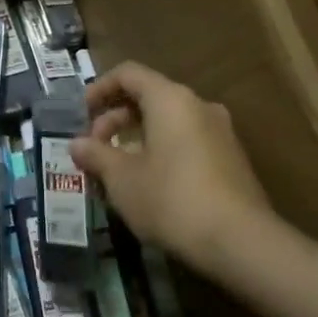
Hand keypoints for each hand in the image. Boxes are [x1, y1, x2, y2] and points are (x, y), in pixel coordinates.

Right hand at [70, 61, 275, 264]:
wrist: (241, 243)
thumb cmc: (171, 199)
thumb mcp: (121, 178)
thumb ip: (96, 155)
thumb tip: (77, 144)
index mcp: (170, 99)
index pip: (129, 73)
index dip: (100, 88)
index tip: (82, 113)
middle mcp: (198, 106)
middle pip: (149, 97)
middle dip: (115, 119)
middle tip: (94, 149)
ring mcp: (220, 133)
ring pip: (168, 122)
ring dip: (137, 138)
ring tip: (116, 170)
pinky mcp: (231, 160)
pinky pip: (187, 142)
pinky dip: (161, 151)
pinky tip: (148, 184)